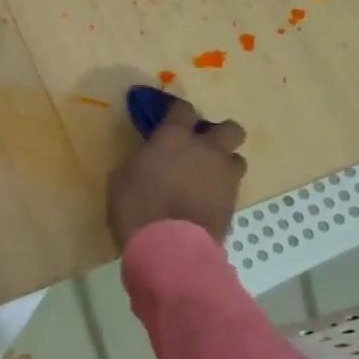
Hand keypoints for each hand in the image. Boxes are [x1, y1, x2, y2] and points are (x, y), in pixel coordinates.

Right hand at [107, 98, 245, 247]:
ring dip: (224, 164)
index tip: (171, 123)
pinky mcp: (233, 202)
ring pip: (237, 158)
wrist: (169, 248)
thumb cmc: (136, 208)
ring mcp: (224, 176)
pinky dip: (222, 191)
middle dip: (219, 135)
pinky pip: (233, 187)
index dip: (178, 114)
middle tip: (201, 149)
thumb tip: (147, 160)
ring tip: (207, 179)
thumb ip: (141, 161)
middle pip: (230, 128)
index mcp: (174, 138)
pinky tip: (206, 203)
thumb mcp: (122, 179)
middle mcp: (206, 149)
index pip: (184, 109)